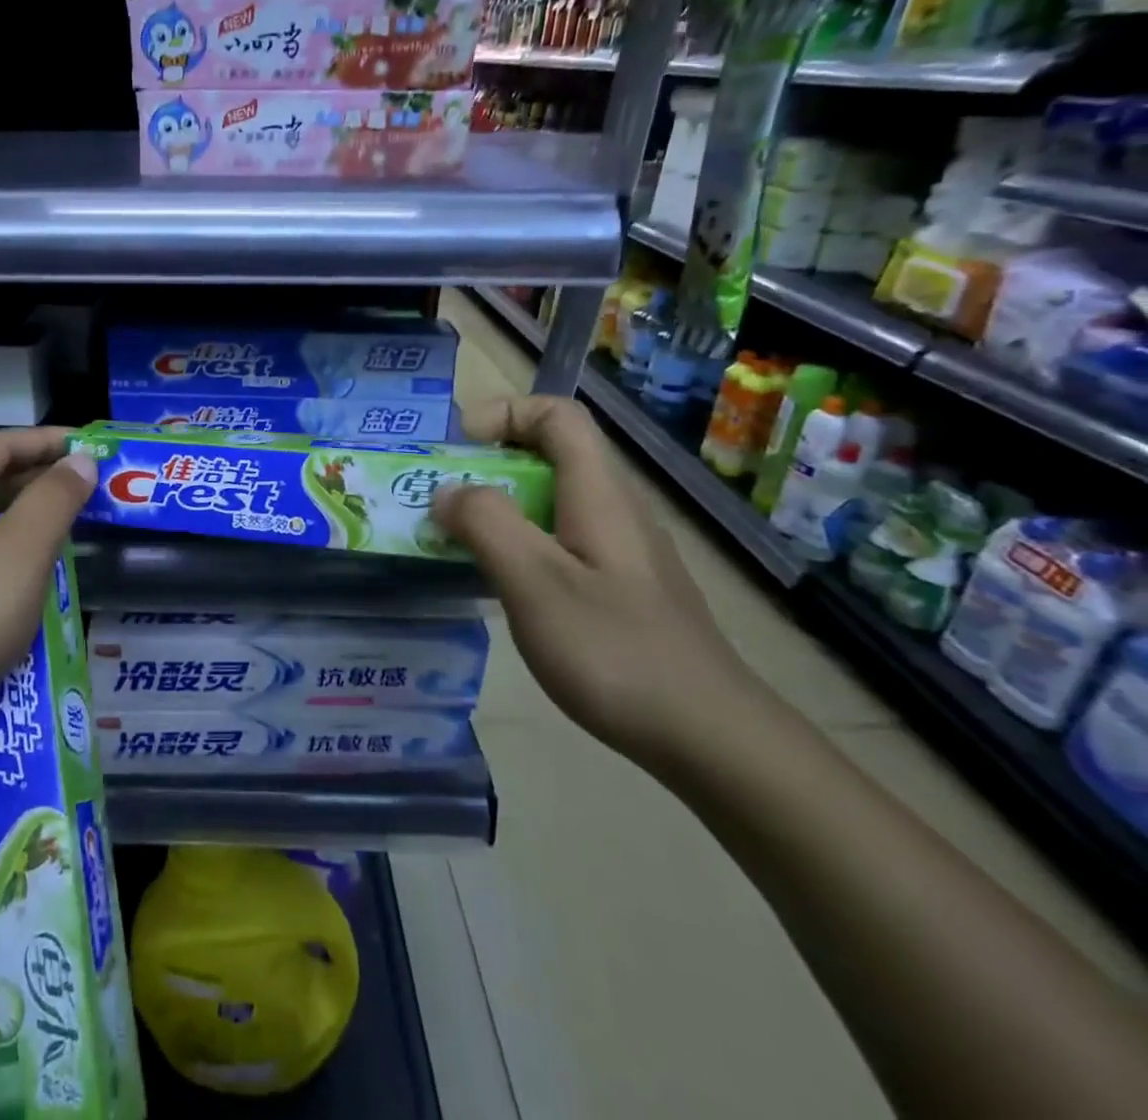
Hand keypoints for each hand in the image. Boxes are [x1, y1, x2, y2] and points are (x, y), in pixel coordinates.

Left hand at [0, 427, 97, 719]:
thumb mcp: (23, 548)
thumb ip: (56, 497)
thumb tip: (82, 461)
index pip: (4, 443)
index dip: (53, 441)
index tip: (98, 447)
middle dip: (46, 477)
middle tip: (99, 484)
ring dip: (33, 514)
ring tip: (82, 518)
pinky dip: (14, 547)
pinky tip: (45, 562)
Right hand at [431, 396, 769, 769]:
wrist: (709, 737)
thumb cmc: (614, 650)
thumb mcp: (535, 582)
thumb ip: (486, 524)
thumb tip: (449, 491)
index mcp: (599, 493)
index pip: (557, 414)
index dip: (503, 413)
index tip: (457, 449)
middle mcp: (615, 509)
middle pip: (552, 454)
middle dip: (489, 464)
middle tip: (442, 501)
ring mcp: (623, 551)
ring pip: (553, 501)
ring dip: (499, 507)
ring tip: (458, 542)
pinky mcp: (623, 588)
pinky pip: (562, 540)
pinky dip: (521, 543)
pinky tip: (503, 586)